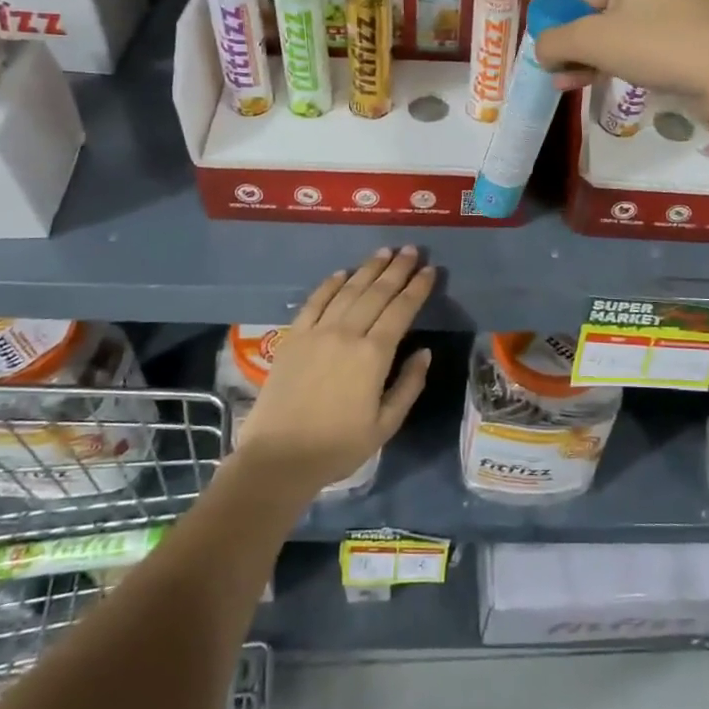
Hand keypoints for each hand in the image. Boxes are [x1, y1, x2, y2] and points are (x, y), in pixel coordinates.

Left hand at [235, 247, 435, 493]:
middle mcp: (347, 334)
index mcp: (374, 356)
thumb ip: (408, 385)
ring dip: (368, 269)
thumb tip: (424, 353)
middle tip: (411, 250)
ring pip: (348, 290)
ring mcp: (317, 332)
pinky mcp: (294, 337)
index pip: (401, 310)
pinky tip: (342, 273)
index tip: (430, 270)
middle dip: (397, 269)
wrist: (278, 458)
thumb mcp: (385, 425)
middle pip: (377, 293)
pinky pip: (315, 301)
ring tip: (384, 252)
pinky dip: (330, 284)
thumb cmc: (338, 447)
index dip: (417, 288)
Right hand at [529, 0, 708, 99]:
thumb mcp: (594, 41)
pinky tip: (586, 81)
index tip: (534, 8)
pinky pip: (637, 34)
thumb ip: (556, 41)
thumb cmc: (657, 42)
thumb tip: (541, 49)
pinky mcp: (686, 27)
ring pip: (616, 18)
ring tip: (561, 77)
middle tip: (549, 50)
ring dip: (585, 48)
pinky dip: (611, 53)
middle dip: (568, 26)